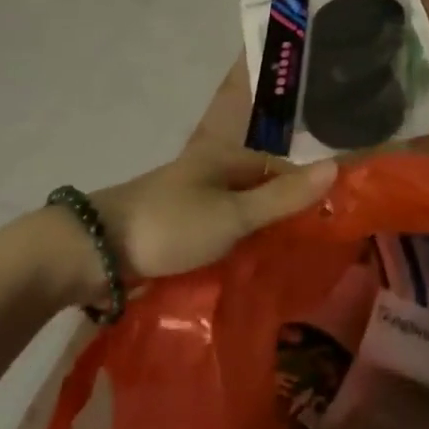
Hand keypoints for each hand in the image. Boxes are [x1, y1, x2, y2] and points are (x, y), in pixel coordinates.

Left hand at [84, 140, 336, 285]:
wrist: (92, 251)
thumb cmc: (170, 225)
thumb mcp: (234, 215)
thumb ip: (284, 197)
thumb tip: (336, 166)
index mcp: (227, 157)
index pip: (281, 169)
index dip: (305, 192)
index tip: (326, 224)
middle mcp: (209, 170)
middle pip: (258, 191)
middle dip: (280, 217)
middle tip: (304, 253)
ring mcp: (187, 198)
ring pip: (235, 214)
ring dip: (254, 235)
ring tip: (277, 268)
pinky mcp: (170, 226)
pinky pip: (213, 232)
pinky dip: (229, 247)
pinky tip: (238, 271)